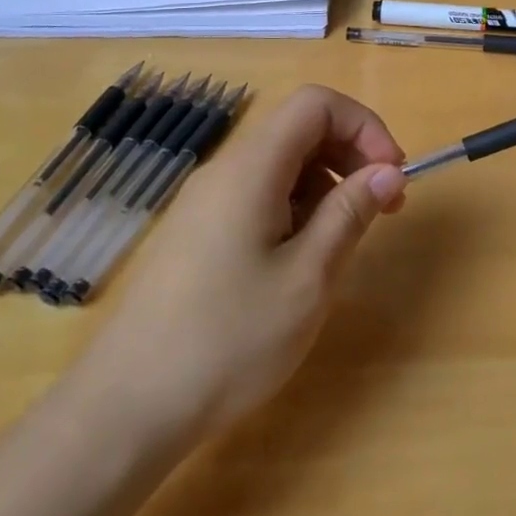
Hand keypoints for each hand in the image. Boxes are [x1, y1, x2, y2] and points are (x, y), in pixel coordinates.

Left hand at [66, 85, 407, 457]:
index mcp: (252, 169)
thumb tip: (388, 170)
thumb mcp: (308, 277)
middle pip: (299, 129)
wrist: (124, 411)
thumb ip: (350, 212)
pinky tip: (300, 263)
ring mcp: (205, 203)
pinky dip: (296, 210)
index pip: (316, 104)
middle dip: (351, 154)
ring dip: (326, 186)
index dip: (363, 125)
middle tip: (384, 208)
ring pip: (281, 165)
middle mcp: (225, 172)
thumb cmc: (228, 340)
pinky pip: (259, 196)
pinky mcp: (197, 234)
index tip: (390, 174)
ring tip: (342, 243)